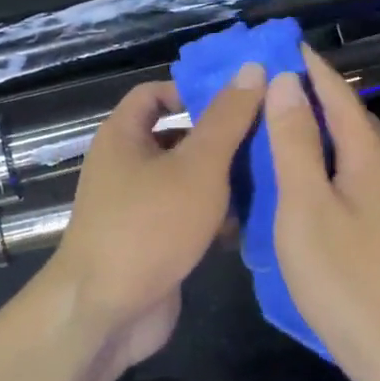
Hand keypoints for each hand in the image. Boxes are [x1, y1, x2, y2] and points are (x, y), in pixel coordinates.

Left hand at [46, 66, 266, 364]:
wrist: (107, 311)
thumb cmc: (149, 226)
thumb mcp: (197, 166)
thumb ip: (226, 119)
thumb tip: (250, 69)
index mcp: (123, 136)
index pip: (154, 94)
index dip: (191, 90)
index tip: (237, 99)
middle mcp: (125, 166)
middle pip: (176, 138)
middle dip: (219, 138)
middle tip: (269, 138)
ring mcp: (136, 207)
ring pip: (186, 180)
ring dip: (223, 181)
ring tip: (273, 178)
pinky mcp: (151, 242)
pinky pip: (186, 216)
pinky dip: (213, 216)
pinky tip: (252, 223)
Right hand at [265, 48, 379, 380]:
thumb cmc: (344, 278)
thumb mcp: (305, 207)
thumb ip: (295, 143)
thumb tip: (286, 83)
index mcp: (371, 157)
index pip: (338, 95)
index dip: (311, 69)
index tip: (285, 44)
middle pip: (354, 120)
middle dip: (318, 97)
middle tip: (277, 84)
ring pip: (360, 152)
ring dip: (326, 132)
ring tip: (290, 125)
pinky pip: (363, 179)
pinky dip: (334, 165)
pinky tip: (316, 181)